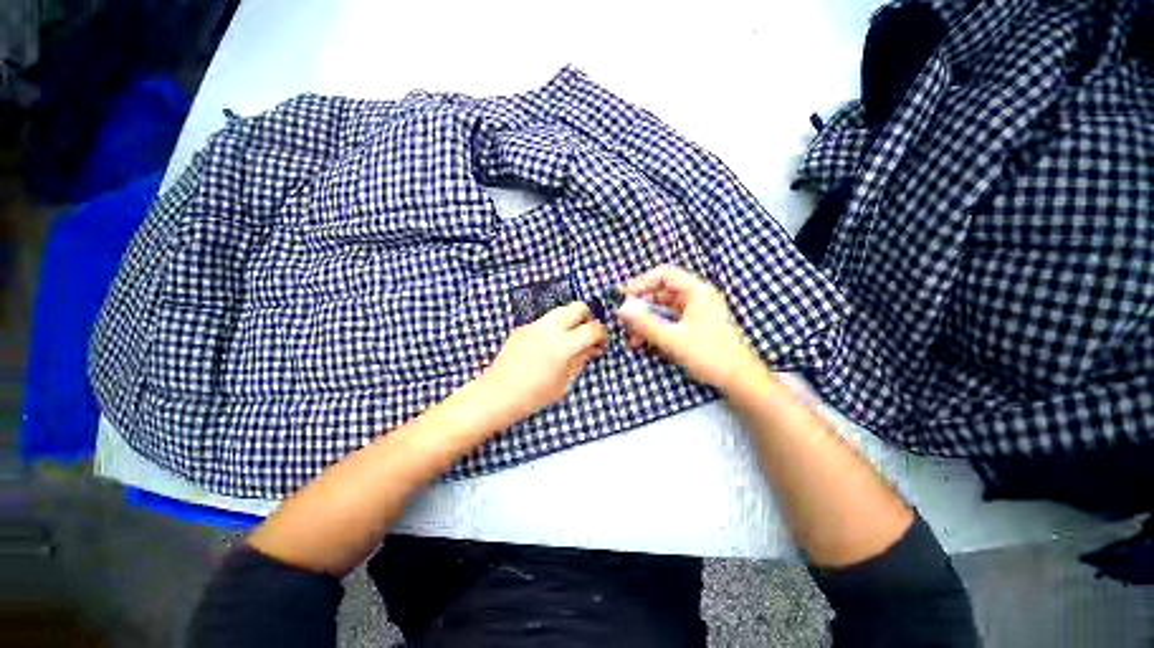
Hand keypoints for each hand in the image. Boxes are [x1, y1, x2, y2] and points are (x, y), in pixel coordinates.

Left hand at [478, 302, 607, 422]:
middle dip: (587, 319)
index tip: (601, 344)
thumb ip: (580, 360)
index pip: (592, 328)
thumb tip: (591, 348)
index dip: (602, 334)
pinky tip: (548, 347)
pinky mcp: (523, 328)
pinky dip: (554, 328)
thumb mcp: (564, 382)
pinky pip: (545, 321)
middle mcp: (550, 328)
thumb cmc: (534, 395)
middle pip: (577, 307)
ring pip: (560, 310)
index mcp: (564, 344)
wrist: (498, 394)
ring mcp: (534, 325)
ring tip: (568, 341)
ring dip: (570, 321)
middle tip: (585, 337)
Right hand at [616, 265, 759, 389]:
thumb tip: (620, 309)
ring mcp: (695, 313)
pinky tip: (645, 345)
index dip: (642, 282)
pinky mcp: (694, 327)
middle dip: (641, 309)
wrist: (740, 381)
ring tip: (632, 341)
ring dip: (646, 324)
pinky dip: (656, 331)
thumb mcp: (673, 339)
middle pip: (661, 294)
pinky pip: (669, 323)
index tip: (624, 297)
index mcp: (696, 292)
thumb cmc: (710, 355)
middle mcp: (696, 298)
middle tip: (625, 322)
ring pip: (663, 311)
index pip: (664, 275)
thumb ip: (645, 323)